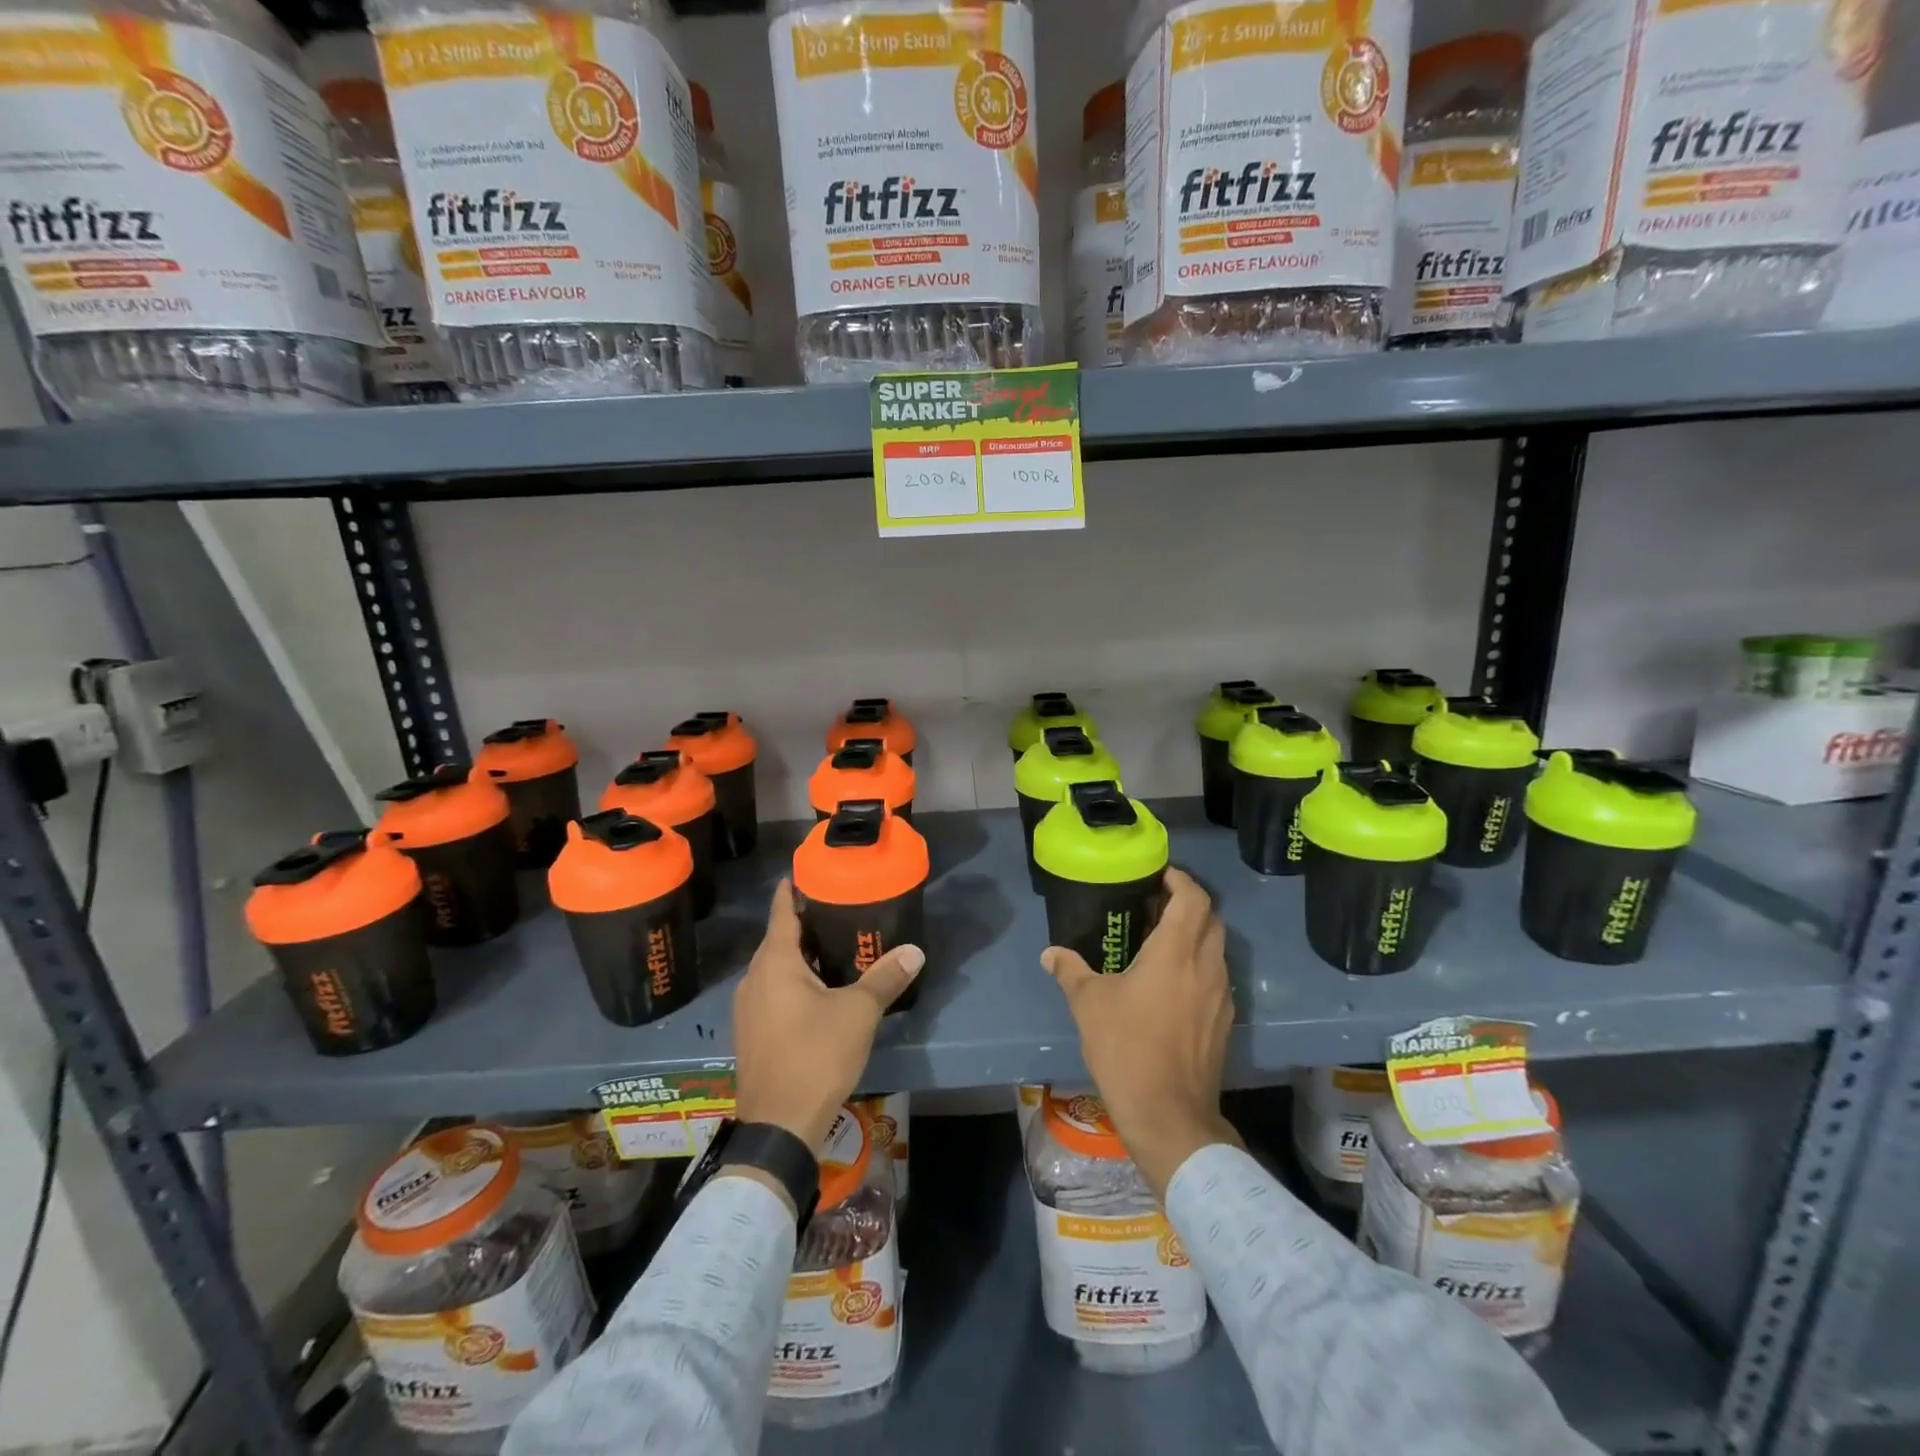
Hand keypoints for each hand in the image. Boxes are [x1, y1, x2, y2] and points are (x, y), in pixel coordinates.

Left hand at [731, 880, 922, 1153]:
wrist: (778, 1126)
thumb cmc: (815, 1055)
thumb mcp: (858, 1013)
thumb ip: (885, 978)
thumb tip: (915, 950)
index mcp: (775, 963)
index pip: (782, 912)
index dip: (792, 890)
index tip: (806, 871)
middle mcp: (754, 979)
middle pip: (778, 940)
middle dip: (804, 924)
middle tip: (836, 910)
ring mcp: (748, 1009)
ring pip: (774, 969)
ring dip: (799, 957)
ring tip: (833, 949)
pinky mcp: (751, 1034)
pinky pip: (772, 993)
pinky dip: (792, 983)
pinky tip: (818, 993)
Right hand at [1042, 866, 1240, 1197]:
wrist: (1169, 1115)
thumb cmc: (1126, 1048)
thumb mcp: (1088, 1004)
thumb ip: (1070, 970)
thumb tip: (1050, 953)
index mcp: (1176, 952)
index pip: (1193, 898)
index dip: (1180, 879)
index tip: (1159, 875)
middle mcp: (1207, 966)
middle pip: (1211, 918)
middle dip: (1188, 904)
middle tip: (1155, 906)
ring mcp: (1222, 995)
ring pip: (1217, 949)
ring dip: (1196, 936)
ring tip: (1161, 942)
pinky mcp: (1224, 1021)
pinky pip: (1217, 977)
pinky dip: (1199, 965)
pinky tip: (1172, 983)